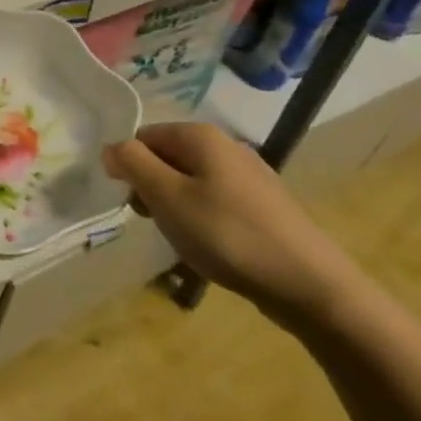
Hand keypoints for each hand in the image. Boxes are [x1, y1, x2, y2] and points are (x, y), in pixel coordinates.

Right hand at [104, 123, 360, 328]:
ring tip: (185, 238)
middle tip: (158, 222)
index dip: (130, 168)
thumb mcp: (166, 197)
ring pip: (190, 180)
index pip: (142, 137)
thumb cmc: (227, 235)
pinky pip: (215, 200)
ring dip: (176, 206)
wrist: (309, 284)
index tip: (135, 203)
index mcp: (200, 135)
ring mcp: (249, 174)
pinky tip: (213, 245)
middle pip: (167, 157)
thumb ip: (132, 163)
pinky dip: (203, 218)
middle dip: (152, 188)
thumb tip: (111, 148)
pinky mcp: (264, 204)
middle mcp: (226, 145)